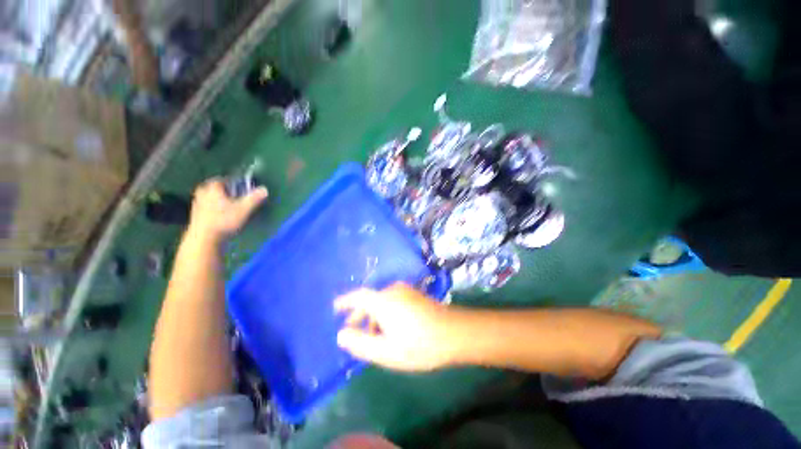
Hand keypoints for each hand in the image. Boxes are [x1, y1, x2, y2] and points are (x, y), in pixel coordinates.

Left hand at [187, 178, 268, 242]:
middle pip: (218, 188)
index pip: (226, 179)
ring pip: (212, 197)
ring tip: (232, 209)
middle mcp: (202, 191)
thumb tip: (264, 189)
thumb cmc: (224, 221)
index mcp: (213, 187)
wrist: (204, 239)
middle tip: (239, 199)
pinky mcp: (195, 214)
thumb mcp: (244, 209)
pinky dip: (216, 209)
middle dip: (228, 192)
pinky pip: (208, 206)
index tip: (245, 190)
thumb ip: (254, 198)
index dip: (237, 184)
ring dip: (222, 201)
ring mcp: (197, 203)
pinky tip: (223, 217)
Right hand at [335, 283, 461, 371]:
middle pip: (370, 300)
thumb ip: (360, 343)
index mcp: (383, 301)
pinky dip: (385, 313)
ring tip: (372, 336)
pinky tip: (390, 328)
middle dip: (360, 315)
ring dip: (373, 316)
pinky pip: (392, 301)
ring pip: (382, 301)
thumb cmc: (419, 344)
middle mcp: (393, 290)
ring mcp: (406, 291)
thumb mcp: (386, 351)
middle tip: (353, 332)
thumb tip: (341, 335)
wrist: (454, 333)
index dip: (345, 301)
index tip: (335, 308)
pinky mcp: (415, 295)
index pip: (358, 296)